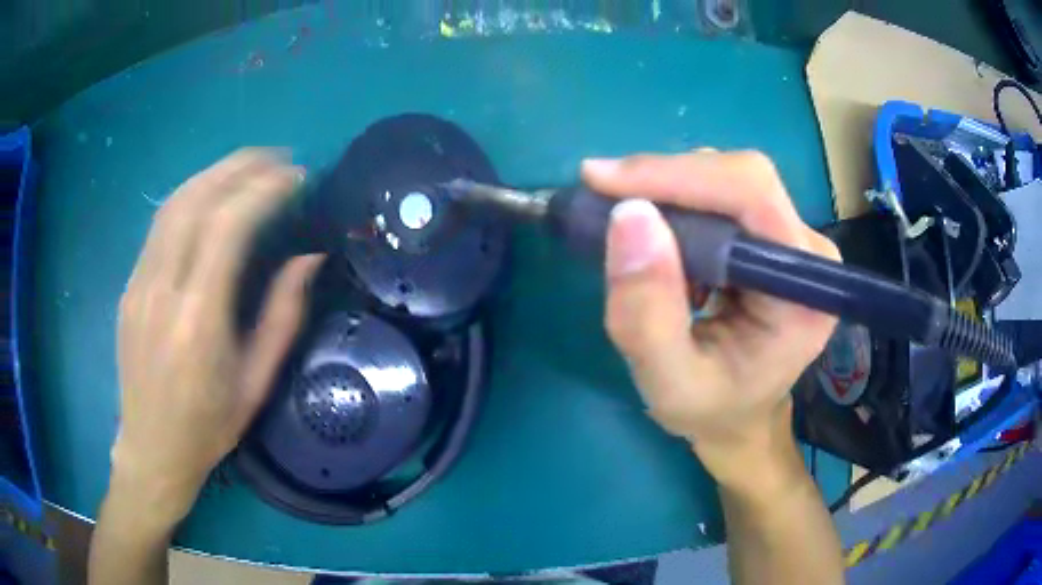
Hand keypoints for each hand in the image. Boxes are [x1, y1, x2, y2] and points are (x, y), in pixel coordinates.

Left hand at [112, 150, 323, 526]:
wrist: (151, 448)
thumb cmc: (208, 425)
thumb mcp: (256, 382)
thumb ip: (283, 316)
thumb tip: (308, 258)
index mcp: (198, 319)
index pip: (228, 226)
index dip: (264, 189)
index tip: (296, 176)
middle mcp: (163, 289)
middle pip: (197, 200)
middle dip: (240, 166)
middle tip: (278, 157)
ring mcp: (139, 283)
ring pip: (174, 204)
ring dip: (214, 173)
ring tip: (248, 165)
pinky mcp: (130, 285)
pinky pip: (159, 225)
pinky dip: (191, 197)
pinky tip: (211, 195)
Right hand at [583, 151, 838, 488]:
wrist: (739, 416)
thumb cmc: (711, 410)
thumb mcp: (669, 383)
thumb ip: (647, 314)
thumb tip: (629, 215)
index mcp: (804, 292)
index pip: (752, 197)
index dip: (678, 176)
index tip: (602, 181)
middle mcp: (809, 252)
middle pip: (741, 179)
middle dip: (665, 180)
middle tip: (600, 198)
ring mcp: (795, 239)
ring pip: (728, 180)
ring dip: (669, 193)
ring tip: (633, 235)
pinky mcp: (774, 235)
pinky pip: (723, 196)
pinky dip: (678, 204)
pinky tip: (659, 238)